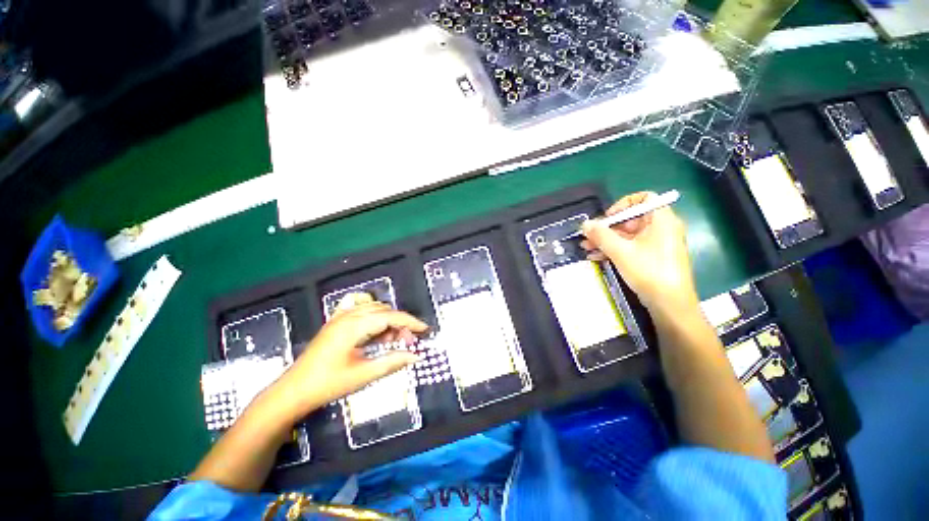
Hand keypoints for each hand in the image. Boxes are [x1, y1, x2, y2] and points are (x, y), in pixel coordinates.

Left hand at [263, 293, 425, 424]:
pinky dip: (374, 318)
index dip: (410, 322)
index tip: (425, 330)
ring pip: (373, 309)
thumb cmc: (328, 384)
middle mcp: (348, 316)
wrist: (293, 392)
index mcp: (355, 326)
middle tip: (408, 342)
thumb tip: (416, 356)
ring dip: (388, 321)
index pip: (391, 316)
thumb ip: (392, 362)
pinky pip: (361, 311)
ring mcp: (340, 318)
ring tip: (394, 340)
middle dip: (400, 323)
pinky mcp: (336, 323)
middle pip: (384, 310)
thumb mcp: (363, 375)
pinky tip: (377, 331)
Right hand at [580, 192, 699, 322]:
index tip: (607, 217)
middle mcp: (661, 229)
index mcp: (661, 220)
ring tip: (586, 247)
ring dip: (606, 241)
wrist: (669, 304)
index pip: (644, 199)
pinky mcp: (651, 258)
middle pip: (631, 220)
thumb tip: (585, 224)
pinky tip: (596, 257)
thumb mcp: (620, 251)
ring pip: (627, 236)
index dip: (623, 205)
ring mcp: (657, 245)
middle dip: (607, 228)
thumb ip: (601, 235)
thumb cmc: (648, 270)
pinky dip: (614, 250)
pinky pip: (630, 248)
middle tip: (589, 236)